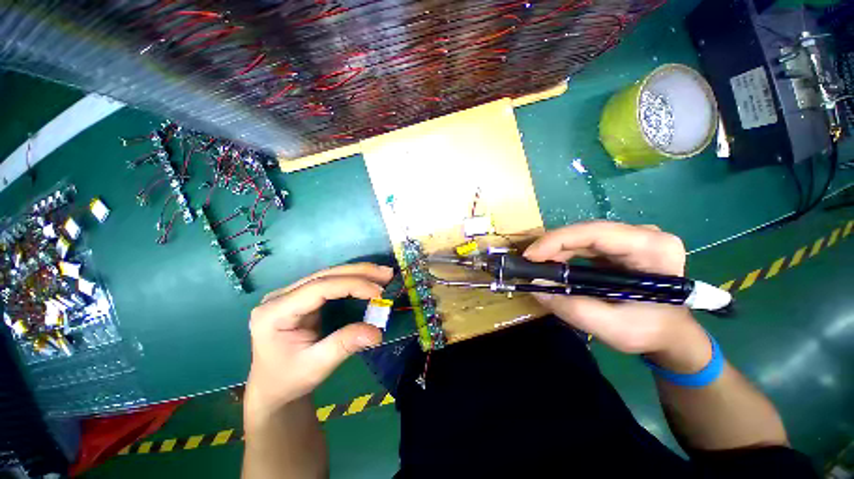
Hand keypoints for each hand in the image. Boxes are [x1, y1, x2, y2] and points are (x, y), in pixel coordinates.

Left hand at [245, 263, 392, 424]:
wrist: (273, 387)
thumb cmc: (288, 380)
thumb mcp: (315, 367)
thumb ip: (344, 345)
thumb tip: (377, 332)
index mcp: (275, 313)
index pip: (319, 288)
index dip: (352, 286)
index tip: (379, 293)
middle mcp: (281, 296)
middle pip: (325, 276)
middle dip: (360, 273)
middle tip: (387, 275)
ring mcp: (290, 294)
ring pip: (329, 275)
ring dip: (359, 273)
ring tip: (384, 274)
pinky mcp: (302, 296)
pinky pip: (331, 282)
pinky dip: (353, 280)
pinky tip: (369, 279)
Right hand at [524, 221, 710, 371]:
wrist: (671, 333)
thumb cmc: (650, 331)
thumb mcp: (613, 328)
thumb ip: (573, 308)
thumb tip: (536, 286)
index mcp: (653, 249)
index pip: (597, 233)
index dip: (557, 240)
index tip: (530, 256)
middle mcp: (645, 235)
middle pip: (587, 232)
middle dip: (552, 246)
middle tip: (529, 263)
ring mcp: (632, 238)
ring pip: (583, 236)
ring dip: (556, 249)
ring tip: (538, 266)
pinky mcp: (620, 246)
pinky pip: (585, 243)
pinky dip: (564, 253)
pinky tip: (553, 264)